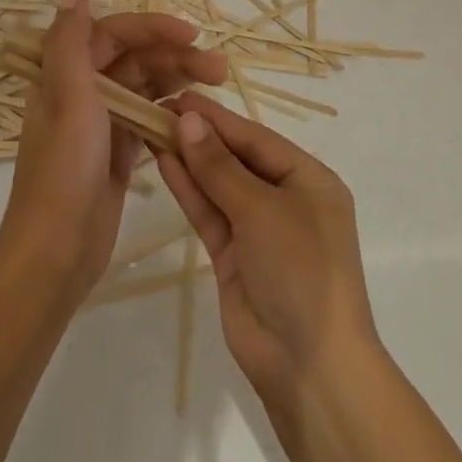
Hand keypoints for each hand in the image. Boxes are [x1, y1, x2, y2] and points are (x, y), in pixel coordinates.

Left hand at [0, 0, 227, 306]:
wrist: (57, 250)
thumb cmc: (64, 169)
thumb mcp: (67, 98)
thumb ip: (70, 42)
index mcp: (64, 73)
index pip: (114, 33)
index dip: (153, 28)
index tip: (192, 34)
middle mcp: (82, 92)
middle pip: (136, 59)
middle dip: (176, 56)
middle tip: (220, 68)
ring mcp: (101, 123)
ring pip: (146, 88)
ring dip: (179, 81)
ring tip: (218, 84)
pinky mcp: (118, 152)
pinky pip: (150, 119)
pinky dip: (171, 113)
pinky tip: (196, 116)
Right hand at [155, 96, 379, 421]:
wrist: (309, 365)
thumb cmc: (301, 270)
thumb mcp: (263, 210)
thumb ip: (220, 167)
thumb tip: (187, 121)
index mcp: (309, 180)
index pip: (256, 138)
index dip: (218, 118)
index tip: (180, 96)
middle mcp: (285, 199)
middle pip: (236, 158)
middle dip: (201, 136)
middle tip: (158, 107)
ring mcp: (257, 229)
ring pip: (218, 185)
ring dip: (189, 159)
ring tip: (152, 127)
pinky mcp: (233, 256)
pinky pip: (209, 213)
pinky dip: (188, 189)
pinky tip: (163, 162)